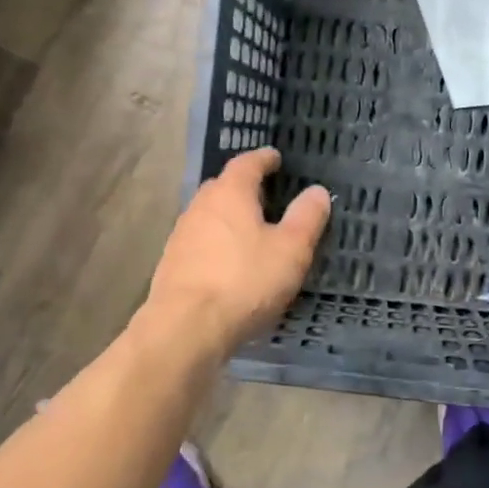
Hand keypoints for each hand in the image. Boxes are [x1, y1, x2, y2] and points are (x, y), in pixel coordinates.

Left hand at [146, 148, 330, 353]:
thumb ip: (306, 217)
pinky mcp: (172, 265)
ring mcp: (181, 236)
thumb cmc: (245, 281)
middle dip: (244, 187)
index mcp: (230, 193)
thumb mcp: (291, 250)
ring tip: (251, 229)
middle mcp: (201, 206)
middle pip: (223, 186)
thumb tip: (317, 191)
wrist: (186, 329)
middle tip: (267, 194)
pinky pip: (200, 242)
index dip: (263, 159)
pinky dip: (217, 243)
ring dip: (229, 217)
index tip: (275, 158)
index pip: (247, 163)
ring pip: (210, 215)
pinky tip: (229, 262)